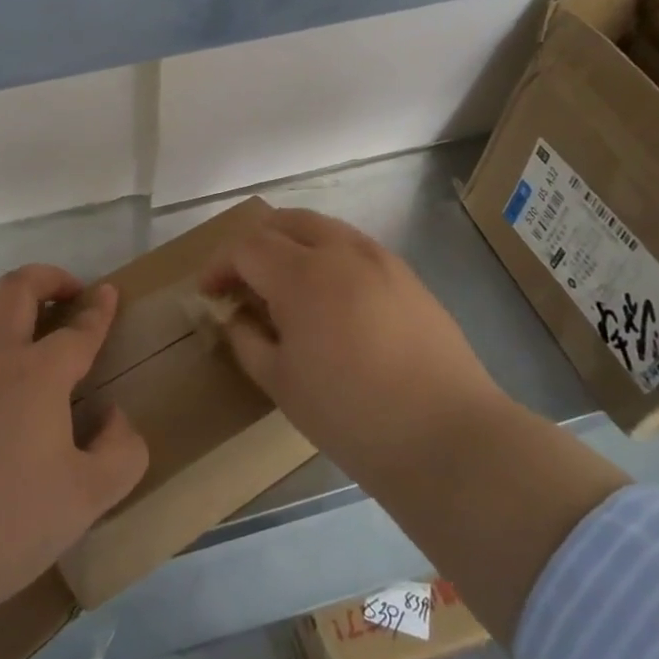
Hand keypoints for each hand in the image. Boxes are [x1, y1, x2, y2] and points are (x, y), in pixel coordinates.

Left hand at [0, 265, 149, 635]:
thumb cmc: (7, 527)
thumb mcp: (88, 500)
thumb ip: (122, 450)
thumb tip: (115, 416)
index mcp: (37, 375)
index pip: (78, 329)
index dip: (99, 309)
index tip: (109, 293)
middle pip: (17, 288)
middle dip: (49, 277)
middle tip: (67, 291)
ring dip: (5, 300)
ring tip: (21, 319)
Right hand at [201, 209, 504, 492]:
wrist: (449, 437)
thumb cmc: (352, 415)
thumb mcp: (281, 383)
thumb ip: (247, 339)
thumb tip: (235, 317)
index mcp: (302, 274)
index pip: (245, 247)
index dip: (219, 266)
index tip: (209, 293)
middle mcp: (341, 251)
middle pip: (283, 221)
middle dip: (253, 244)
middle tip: (242, 281)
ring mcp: (380, 259)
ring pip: (322, 227)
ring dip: (291, 244)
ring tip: (284, 286)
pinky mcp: (408, 276)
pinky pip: (353, 247)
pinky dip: (327, 256)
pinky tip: (329, 298)